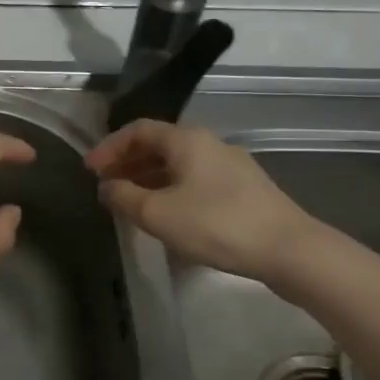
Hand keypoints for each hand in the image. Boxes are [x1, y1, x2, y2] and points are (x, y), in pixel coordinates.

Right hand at [86, 120, 323, 283]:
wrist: (289, 249)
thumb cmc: (216, 224)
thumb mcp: (158, 214)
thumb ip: (124, 197)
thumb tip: (106, 187)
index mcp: (186, 140)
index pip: (138, 130)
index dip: (109, 147)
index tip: (90, 170)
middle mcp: (209, 144)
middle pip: (159, 145)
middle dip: (128, 162)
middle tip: (106, 185)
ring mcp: (230, 166)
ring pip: (178, 164)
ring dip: (149, 178)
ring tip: (130, 202)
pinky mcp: (244, 189)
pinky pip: (195, 179)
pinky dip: (171, 189)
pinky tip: (167, 214)